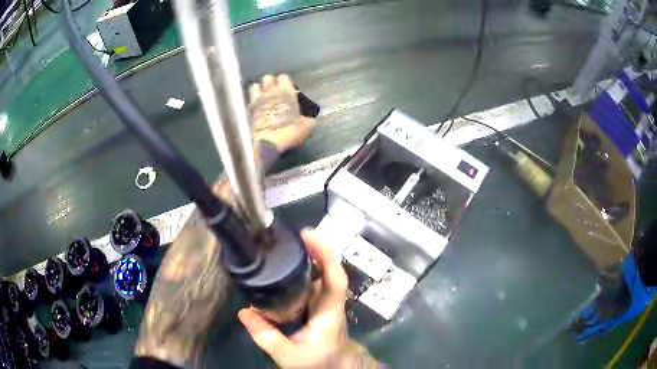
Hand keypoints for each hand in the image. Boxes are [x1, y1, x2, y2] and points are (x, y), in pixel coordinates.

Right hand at [238, 228, 348, 367]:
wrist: (332, 367)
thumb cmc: (316, 362)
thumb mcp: (288, 355)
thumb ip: (266, 336)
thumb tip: (244, 312)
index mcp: (328, 314)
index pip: (335, 280)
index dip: (326, 256)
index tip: (309, 237)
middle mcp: (330, 303)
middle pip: (329, 271)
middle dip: (316, 250)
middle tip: (294, 235)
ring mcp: (325, 303)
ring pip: (321, 275)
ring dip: (310, 257)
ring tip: (288, 244)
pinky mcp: (317, 306)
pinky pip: (312, 283)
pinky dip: (303, 270)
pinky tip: (286, 266)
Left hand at [250, 74, 315, 152]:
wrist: (268, 143)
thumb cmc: (289, 131)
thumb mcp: (304, 127)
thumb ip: (307, 121)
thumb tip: (312, 120)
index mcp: (285, 92)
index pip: (283, 77)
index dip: (285, 82)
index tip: (287, 88)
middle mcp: (270, 92)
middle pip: (267, 78)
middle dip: (270, 82)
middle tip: (274, 90)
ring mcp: (258, 100)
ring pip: (255, 85)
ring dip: (259, 89)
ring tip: (263, 95)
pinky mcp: (250, 110)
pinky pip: (250, 99)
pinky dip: (253, 100)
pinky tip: (257, 105)